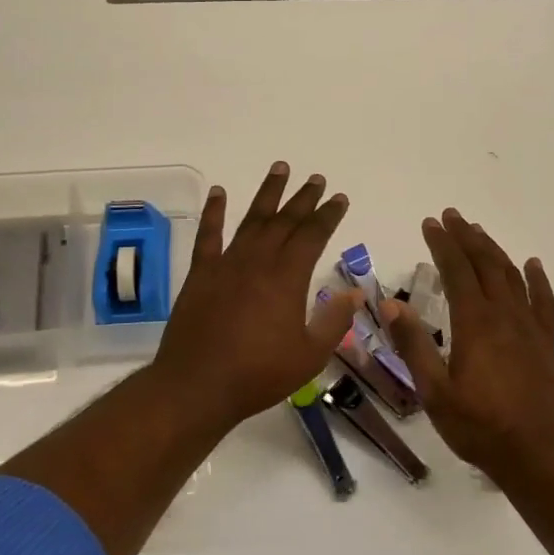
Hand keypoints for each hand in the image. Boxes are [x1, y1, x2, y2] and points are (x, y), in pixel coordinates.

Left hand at [150, 162, 360, 433]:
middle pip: (285, 221)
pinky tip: (219, 192)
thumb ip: (334, 321)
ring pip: (252, 219)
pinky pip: (208, 235)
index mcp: (287, 278)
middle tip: (316, 179)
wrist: (197, 386)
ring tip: (280, 168)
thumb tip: (356, 293)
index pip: (312, 235)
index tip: (339, 198)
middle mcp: (258, 261)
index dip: (328, 215)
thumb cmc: (258, 374)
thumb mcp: (309, 355)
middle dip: (303, 198)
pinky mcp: (201, 274)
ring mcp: (226, 264)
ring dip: (268, 194)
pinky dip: (214, 211)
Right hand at [382, 209, 553, 476]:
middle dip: (466, 237)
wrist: (541, 454)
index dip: (442, 244)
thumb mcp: (435, 392)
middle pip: (485, 264)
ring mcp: (530, 327)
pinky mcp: (547, 342)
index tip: (430, 223)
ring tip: (479, 232)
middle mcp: (504, 315)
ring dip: (494, 250)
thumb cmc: (481, 426)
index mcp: (475, 323)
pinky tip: (531, 265)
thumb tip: (391, 305)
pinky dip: (536, 279)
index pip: (456, 270)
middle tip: (451, 217)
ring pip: (512, 276)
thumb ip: (414, 346)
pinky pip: (543, 300)